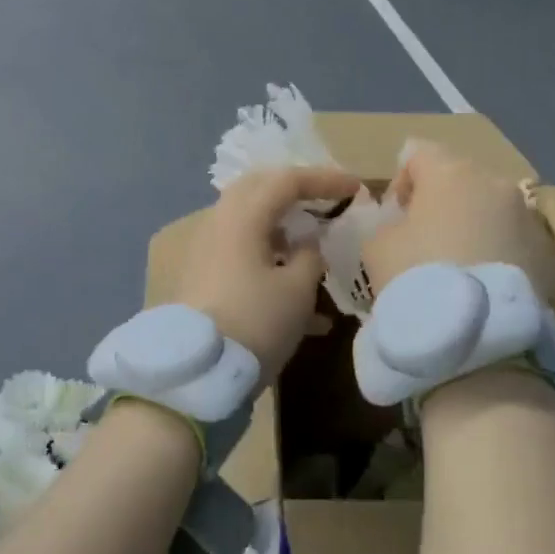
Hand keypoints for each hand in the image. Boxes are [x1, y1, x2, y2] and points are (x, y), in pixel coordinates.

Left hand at [176, 166, 360, 381]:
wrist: (198, 373)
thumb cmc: (255, 322)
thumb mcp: (296, 290)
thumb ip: (309, 257)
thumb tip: (307, 244)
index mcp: (242, 218)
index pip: (286, 181)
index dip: (324, 180)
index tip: (356, 189)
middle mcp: (218, 226)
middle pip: (259, 193)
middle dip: (295, 194)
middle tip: (325, 202)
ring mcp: (206, 254)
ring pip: (250, 228)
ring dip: (284, 234)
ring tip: (315, 254)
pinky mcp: (203, 281)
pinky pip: (242, 259)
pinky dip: (272, 267)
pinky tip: (305, 312)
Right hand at [363, 142, 554, 300]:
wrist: (473, 332)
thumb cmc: (416, 276)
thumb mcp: (378, 246)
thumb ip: (389, 224)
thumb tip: (404, 226)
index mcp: (451, 172)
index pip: (419, 154)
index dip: (402, 181)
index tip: (395, 216)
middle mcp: (497, 184)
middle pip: (462, 180)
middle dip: (444, 204)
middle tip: (427, 241)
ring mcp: (529, 218)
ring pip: (494, 211)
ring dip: (476, 228)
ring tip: (460, 267)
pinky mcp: (550, 254)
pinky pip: (516, 243)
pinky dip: (500, 255)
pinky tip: (485, 286)